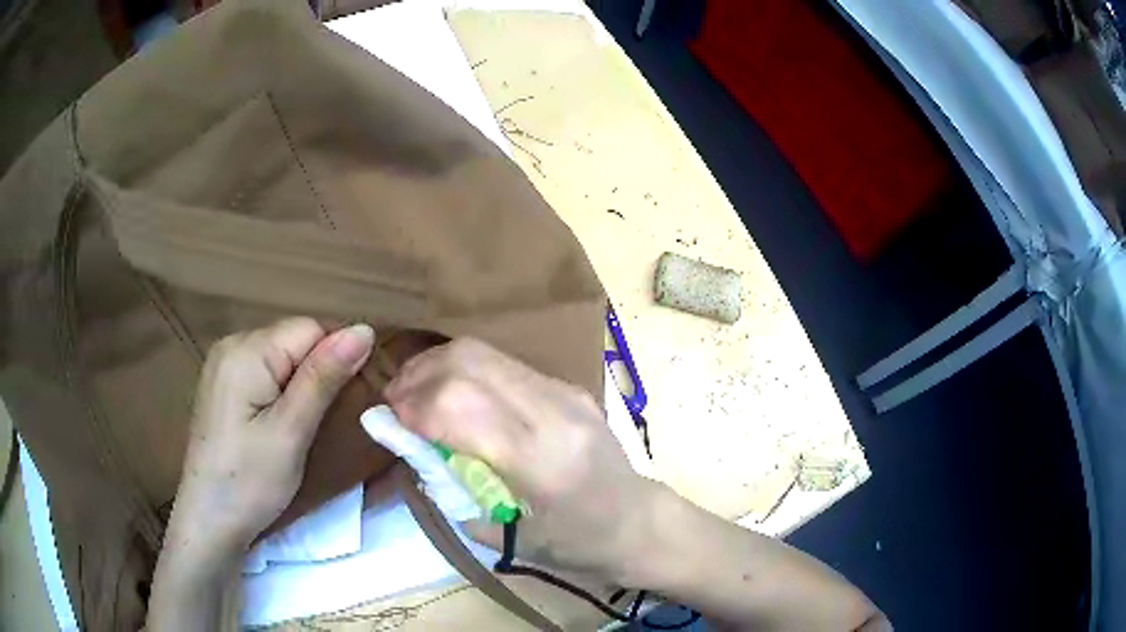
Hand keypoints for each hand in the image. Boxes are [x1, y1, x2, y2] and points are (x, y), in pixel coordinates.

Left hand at [167, 318, 374, 560]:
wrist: (209, 520)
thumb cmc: (250, 482)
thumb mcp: (292, 432)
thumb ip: (323, 377)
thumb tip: (364, 329)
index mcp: (247, 350)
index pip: (311, 329)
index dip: (334, 363)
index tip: (340, 406)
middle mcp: (231, 343)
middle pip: (294, 340)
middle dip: (316, 374)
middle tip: (317, 424)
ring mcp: (223, 363)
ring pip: (282, 356)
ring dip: (300, 385)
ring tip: (298, 427)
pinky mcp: (222, 383)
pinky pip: (264, 370)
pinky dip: (281, 391)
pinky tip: (276, 422)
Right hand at [384, 338, 656, 583]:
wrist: (641, 521)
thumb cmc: (578, 544)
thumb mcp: (506, 535)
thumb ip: (453, 489)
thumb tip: (412, 448)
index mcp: (542, 460)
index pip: (461, 406)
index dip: (414, 407)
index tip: (386, 419)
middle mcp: (555, 412)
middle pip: (468, 364)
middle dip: (418, 377)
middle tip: (393, 401)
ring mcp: (565, 391)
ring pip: (484, 353)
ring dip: (437, 365)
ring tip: (413, 391)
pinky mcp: (568, 385)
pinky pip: (502, 364)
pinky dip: (464, 370)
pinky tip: (450, 392)